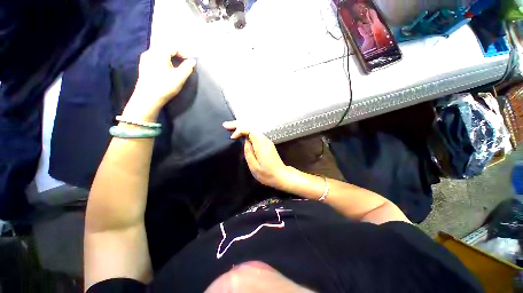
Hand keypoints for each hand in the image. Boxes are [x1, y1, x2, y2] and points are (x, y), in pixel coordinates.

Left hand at [123, 48, 195, 120]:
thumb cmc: (165, 86)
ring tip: (177, 67)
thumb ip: (187, 67)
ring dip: (170, 58)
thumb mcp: (179, 77)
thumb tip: (193, 61)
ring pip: (160, 53)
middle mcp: (149, 52)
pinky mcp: (143, 67)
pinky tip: (167, 70)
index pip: (173, 47)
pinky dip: (164, 61)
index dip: (184, 53)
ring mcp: (145, 59)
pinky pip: (155, 59)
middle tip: (185, 63)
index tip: (190, 62)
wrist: (148, 98)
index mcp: (158, 52)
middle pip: (166, 48)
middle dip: (177, 54)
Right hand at [223, 121, 289, 189]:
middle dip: (238, 125)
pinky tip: (241, 134)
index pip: (250, 130)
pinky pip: (255, 134)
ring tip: (231, 128)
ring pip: (253, 130)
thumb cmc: (268, 174)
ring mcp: (267, 141)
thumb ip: (248, 153)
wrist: (282, 176)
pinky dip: (247, 132)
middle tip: (226, 125)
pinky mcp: (267, 144)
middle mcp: (265, 140)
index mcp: (262, 145)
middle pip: (251, 127)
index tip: (232, 138)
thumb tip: (245, 142)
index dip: (240, 130)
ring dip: (242, 128)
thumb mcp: (255, 167)